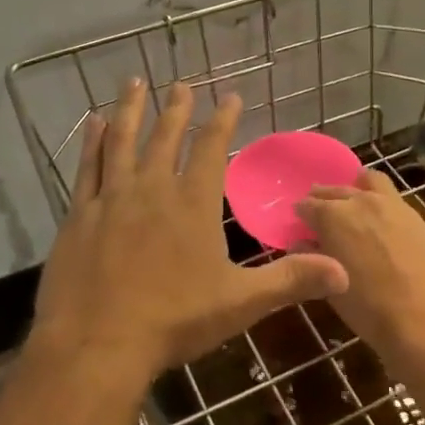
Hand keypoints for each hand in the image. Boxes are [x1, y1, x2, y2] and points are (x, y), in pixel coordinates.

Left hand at [30, 79, 349, 385]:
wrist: (97, 343)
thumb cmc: (174, 320)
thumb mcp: (240, 303)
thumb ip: (290, 281)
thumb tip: (344, 271)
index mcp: (192, 203)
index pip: (211, 149)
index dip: (222, 120)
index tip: (230, 96)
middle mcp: (153, 188)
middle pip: (166, 137)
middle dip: (176, 109)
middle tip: (181, 84)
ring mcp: (113, 198)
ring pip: (123, 140)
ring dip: (130, 109)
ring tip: (134, 81)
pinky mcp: (81, 213)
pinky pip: (88, 166)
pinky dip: (92, 142)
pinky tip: (93, 123)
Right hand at [293, 170, 424, 370]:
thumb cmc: (370, 310)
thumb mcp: (331, 288)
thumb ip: (313, 258)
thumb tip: (303, 244)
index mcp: (333, 216)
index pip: (307, 205)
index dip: (301, 214)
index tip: (300, 224)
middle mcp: (361, 201)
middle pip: (335, 189)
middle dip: (324, 198)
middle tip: (321, 214)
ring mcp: (393, 205)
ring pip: (369, 181)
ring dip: (356, 189)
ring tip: (355, 206)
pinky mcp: (417, 216)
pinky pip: (392, 197)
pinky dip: (380, 202)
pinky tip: (383, 223)